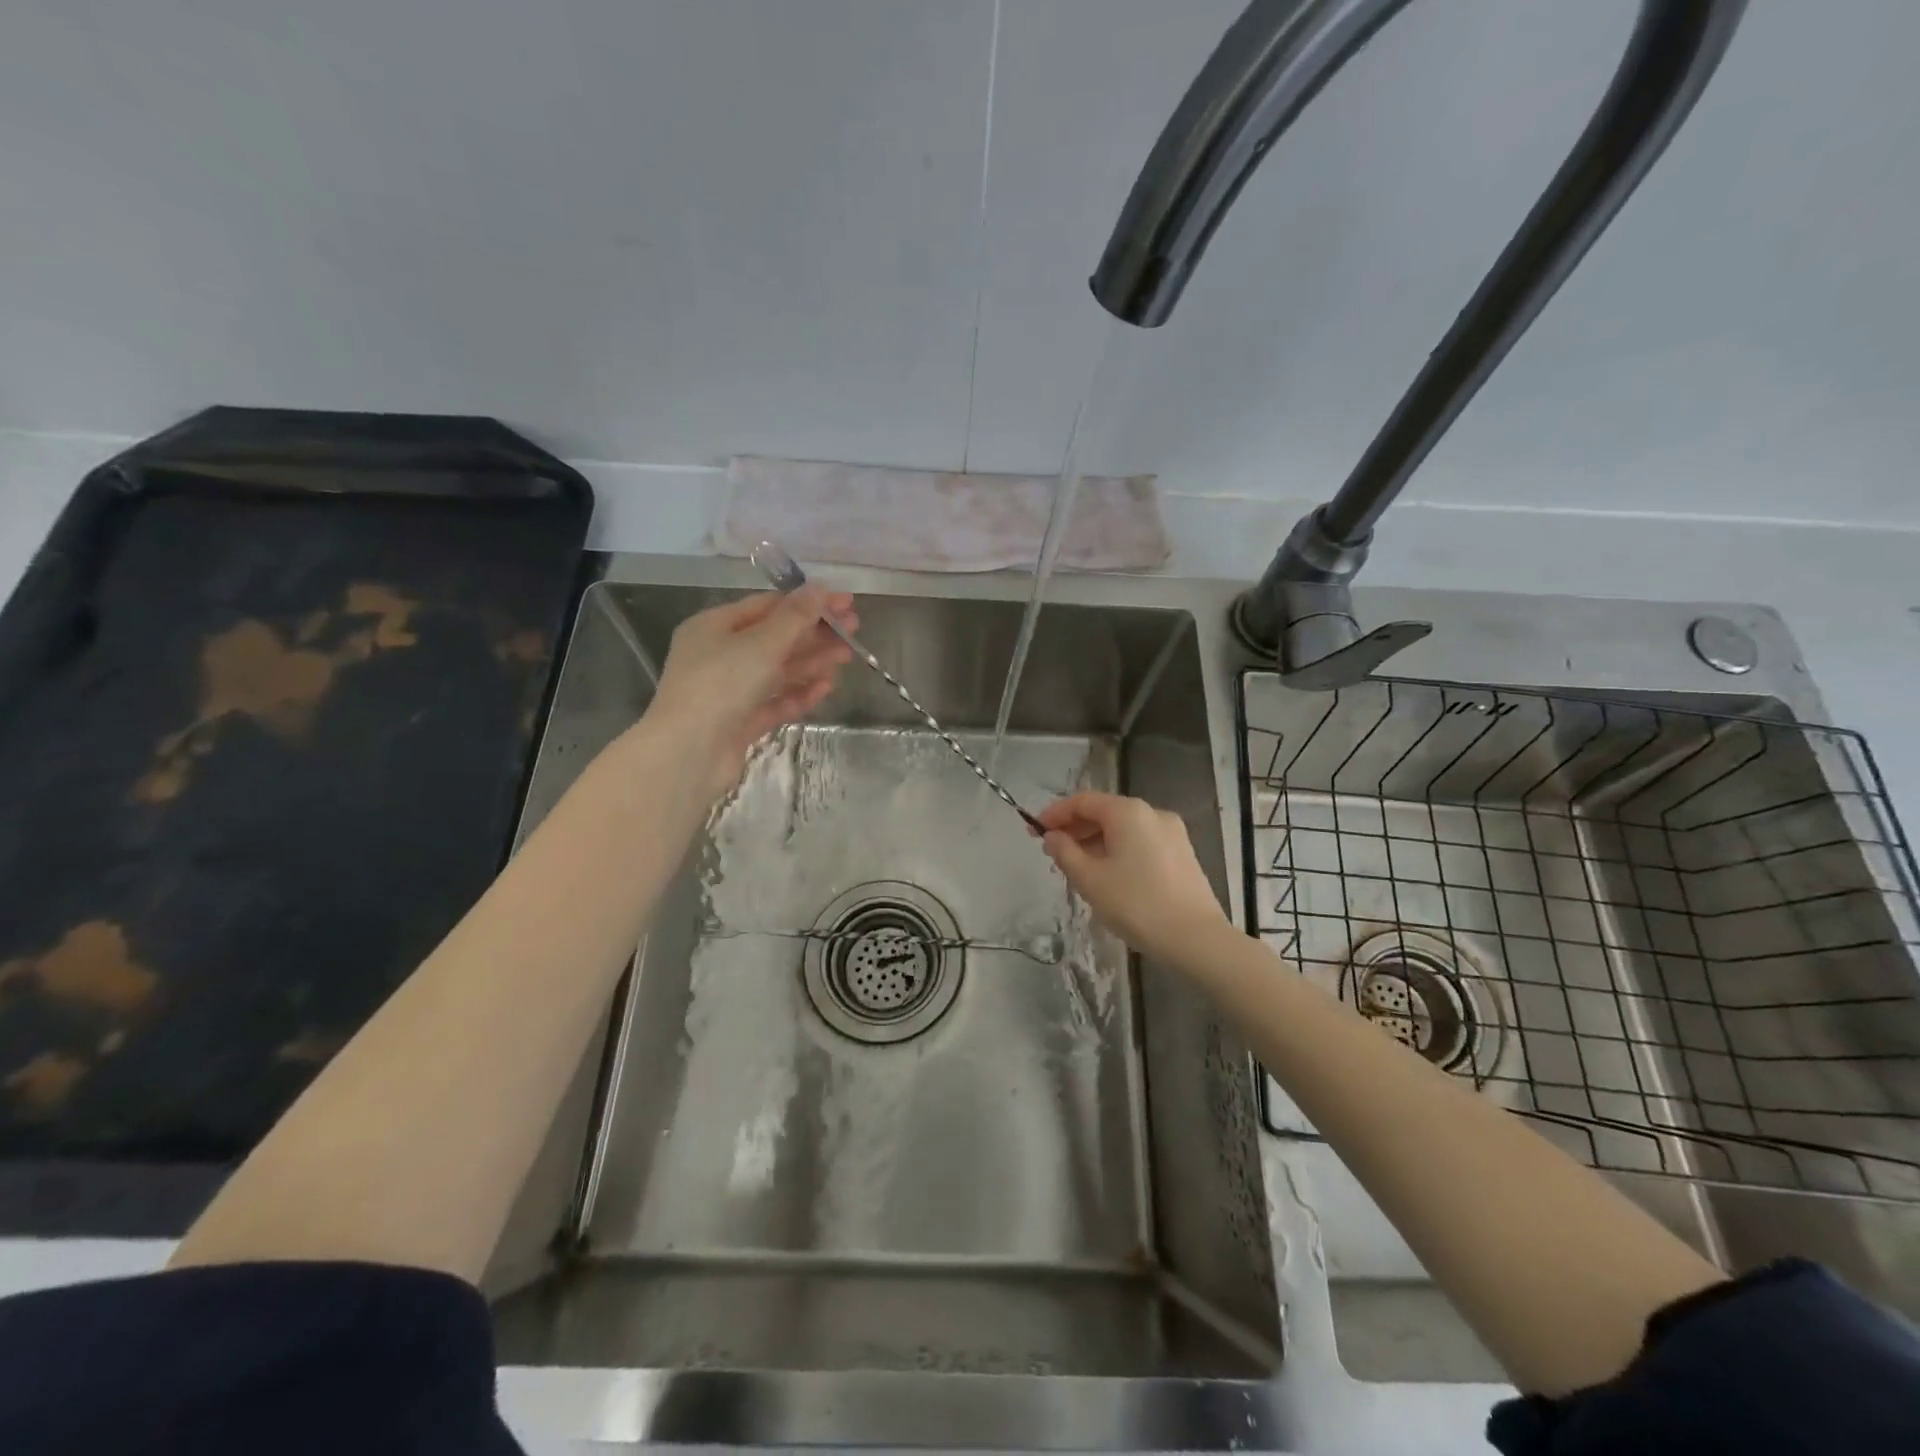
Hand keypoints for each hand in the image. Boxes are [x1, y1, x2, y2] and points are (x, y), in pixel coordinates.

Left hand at [645, 586, 857, 798]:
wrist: (688, 754)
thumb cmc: (721, 685)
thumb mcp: (761, 643)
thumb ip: (795, 617)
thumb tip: (821, 587)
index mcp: (714, 627)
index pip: (767, 606)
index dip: (808, 602)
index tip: (845, 603)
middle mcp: (719, 655)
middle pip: (775, 638)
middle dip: (814, 633)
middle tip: (854, 630)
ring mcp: (730, 691)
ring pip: (778, 671)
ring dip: (812, 662)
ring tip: (847, 657)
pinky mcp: (740, 722)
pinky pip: (775, 701)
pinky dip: (799, 693)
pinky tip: (826, 688)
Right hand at [1038, 792, 1229, 965]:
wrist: (1196, 940)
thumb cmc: (1136, 905)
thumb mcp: (1090, 879)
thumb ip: (1065, 852)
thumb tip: (1052, 837)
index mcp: (1128, 812)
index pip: (1082, 801)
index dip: (1054, 814)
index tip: (1033, 831)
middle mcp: (1152, 813)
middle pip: (1104, 811)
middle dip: (1075, 828)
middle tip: (1051, 850)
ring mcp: (1172, 833)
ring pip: (1123, 828)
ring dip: (1095, 841)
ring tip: (1075, 866)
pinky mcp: (1182, 854)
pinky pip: (1140, 842)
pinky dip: (1117, 850)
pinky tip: (1107, 874)